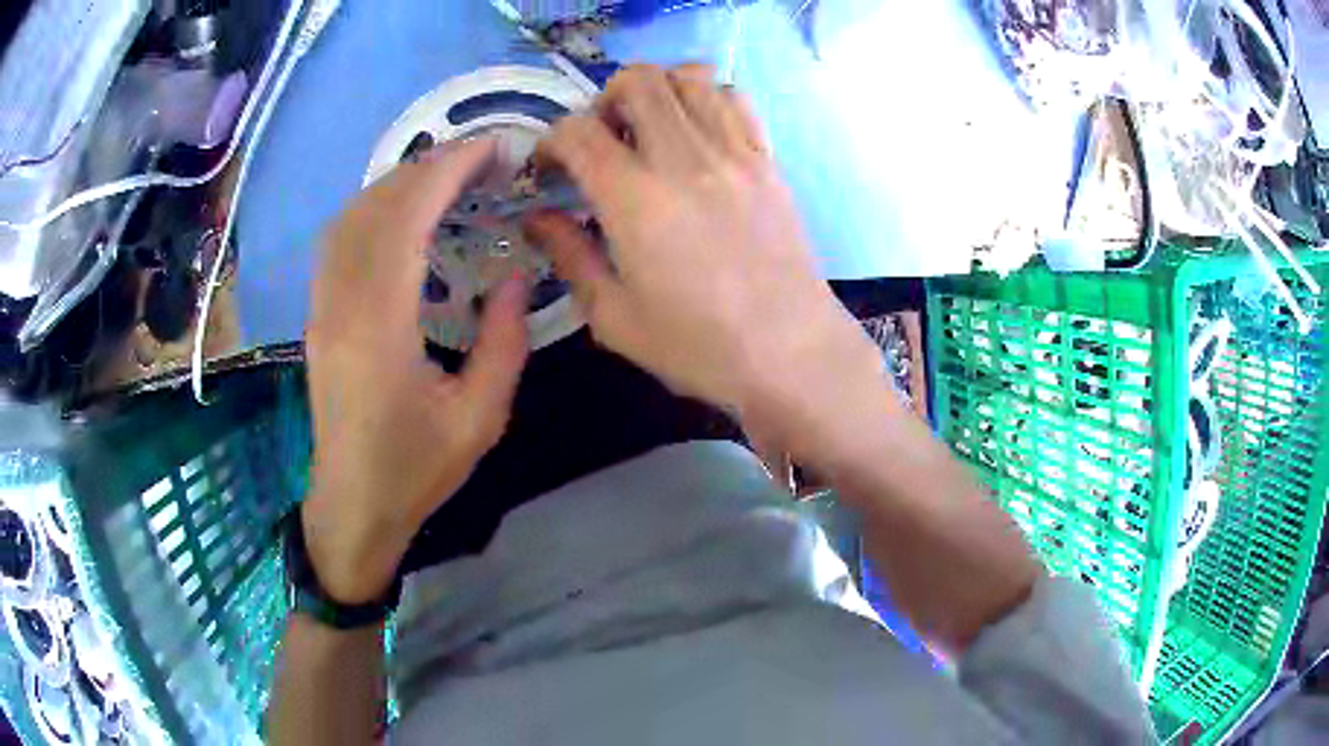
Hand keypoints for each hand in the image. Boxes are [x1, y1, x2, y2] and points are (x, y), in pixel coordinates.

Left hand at [304, 138, 528, 603]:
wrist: (353, 504)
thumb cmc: (415, 470)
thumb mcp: (480, 418)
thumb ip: (505, 342)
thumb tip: (514, 273)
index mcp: (380, 326)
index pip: (405, 218)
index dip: (447, 172)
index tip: (490, 150)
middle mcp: (341, 303)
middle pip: (375, 206)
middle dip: (428, 167)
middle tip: (480, 157)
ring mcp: (322, 307)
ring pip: (350, 217)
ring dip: (397, 183)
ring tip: (446, 175)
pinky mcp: (318, 315)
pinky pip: (338, 240)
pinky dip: (372, 207)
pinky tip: (400, 212)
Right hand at [526, 65, 883, 450]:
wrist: (791, 353)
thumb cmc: (699, 347)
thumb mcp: (614, 316)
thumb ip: (569, 255)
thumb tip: (536, 217)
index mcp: (635, 200)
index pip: (578, 131)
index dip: (551, 142)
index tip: (549, 171)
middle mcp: (685, 159)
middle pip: (636, 81)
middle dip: (603, 101)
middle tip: (602, 141)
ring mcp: (734, 153)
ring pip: (689, 76)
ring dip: (657, 91)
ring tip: (649, 130)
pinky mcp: (767, 160)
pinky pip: (735, 99)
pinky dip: (706, 99)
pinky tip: (697, 134)